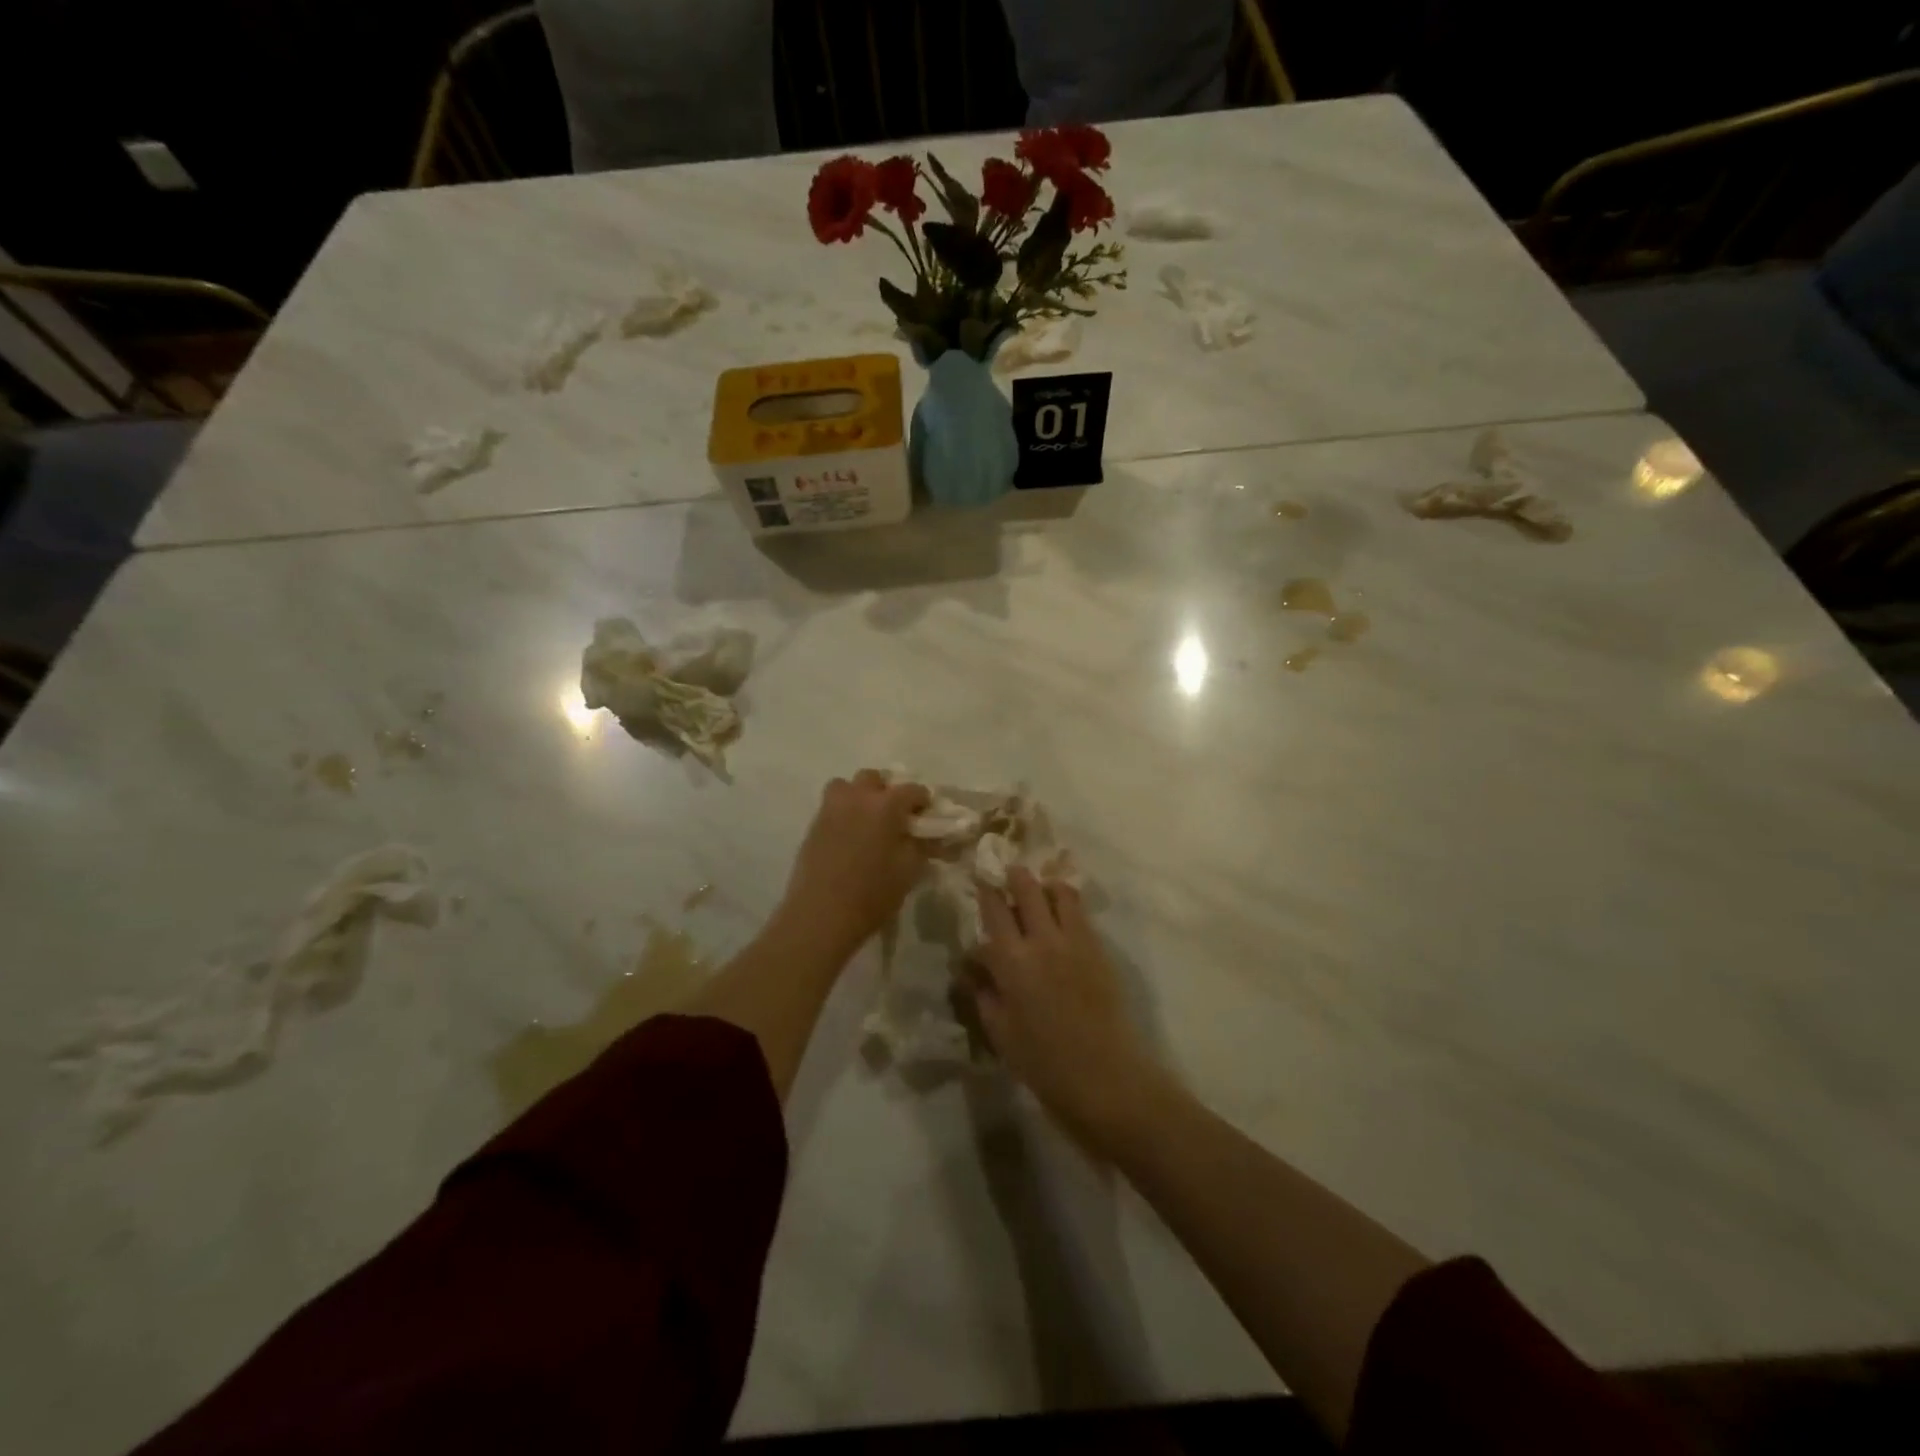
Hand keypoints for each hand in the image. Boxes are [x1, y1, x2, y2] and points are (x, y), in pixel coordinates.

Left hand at [775, 770, 931, 961]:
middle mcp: (857, 797)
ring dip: (859, 796)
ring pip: (846, 787)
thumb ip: (923, 846)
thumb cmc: (872, 894)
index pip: (913, 789)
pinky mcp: (813, 825)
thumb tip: (931, 835)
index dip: (923, 802)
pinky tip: (850, 839)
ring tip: (868, 821)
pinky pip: (832, 806)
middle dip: (887, 792)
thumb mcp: (909, 871)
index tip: (926, 818)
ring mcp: (831, 808)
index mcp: (886, 804)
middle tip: (895, 817)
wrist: (820, 915)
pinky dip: (844, 813)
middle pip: (874, 779)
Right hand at [974, 867, 1170, 1152]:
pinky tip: (1063, 908)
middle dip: (1015, 876)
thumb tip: (970, 967)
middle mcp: (1042, 940)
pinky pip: (1081, 912)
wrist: (1105, 1075)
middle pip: (1027, 890)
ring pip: (1059, 893)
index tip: (980, 882)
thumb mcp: (1000, 1032)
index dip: (985, 892)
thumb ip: (983, 993)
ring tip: (1040, 887)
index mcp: (1011, 961)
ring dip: (1045, 884)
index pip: (994, 912)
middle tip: (1009, 871)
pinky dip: (1068, 901)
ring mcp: (1074, 940)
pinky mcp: (1098, 948)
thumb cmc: (1043, 1062)